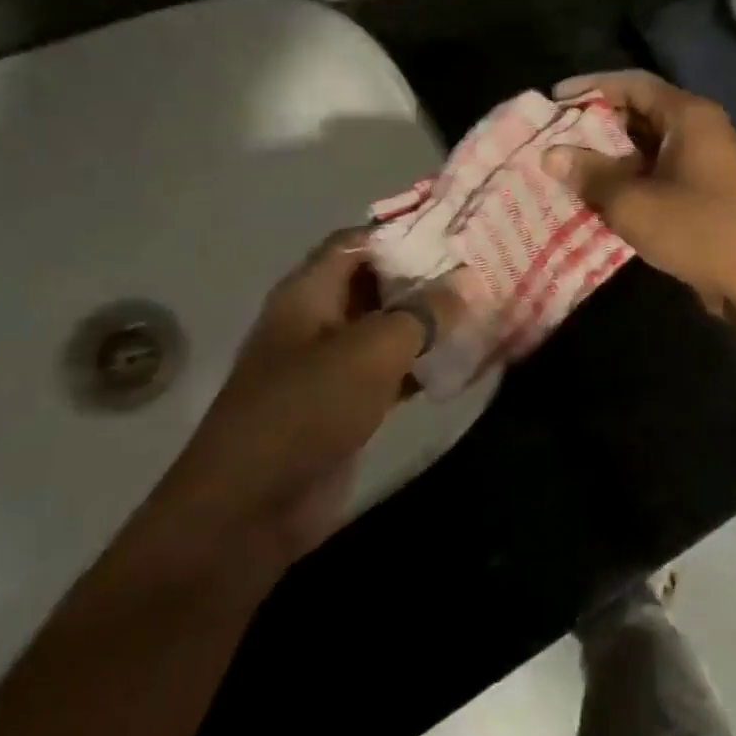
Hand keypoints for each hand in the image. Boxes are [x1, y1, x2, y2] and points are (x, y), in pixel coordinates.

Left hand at [173, 228, 465, 564]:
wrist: (252, 507)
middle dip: (424, 276)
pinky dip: (421, 365)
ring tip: (482, 308)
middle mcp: (317, 320)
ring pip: (386, 329)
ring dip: (427, 322)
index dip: (405, 230)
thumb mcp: (371, 350)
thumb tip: (466, 282)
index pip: (359, 241)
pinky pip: (389, 372)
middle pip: (375, 283)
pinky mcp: (343, 405)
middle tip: (480, 269)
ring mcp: (329, 365)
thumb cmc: (306, 409)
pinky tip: (462, 362)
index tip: (457, 228)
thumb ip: (422, 313)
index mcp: (309, 292)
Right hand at [544, 70, 735, 324]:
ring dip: (612, 154)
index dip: (591, 87)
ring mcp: (709, 160)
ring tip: (571, 167)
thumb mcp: (633, 203)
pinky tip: (604, 195)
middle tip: (557, 137)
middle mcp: (703, 129)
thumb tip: (551, 154)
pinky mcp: (709, 190)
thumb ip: (590, 174)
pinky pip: (662, 170)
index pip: (633, 83)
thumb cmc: (698, 231)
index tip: (555, 99)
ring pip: (650, 144)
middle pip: (642, 111)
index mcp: (690, 116)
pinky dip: (632, 176)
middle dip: (598, 123)